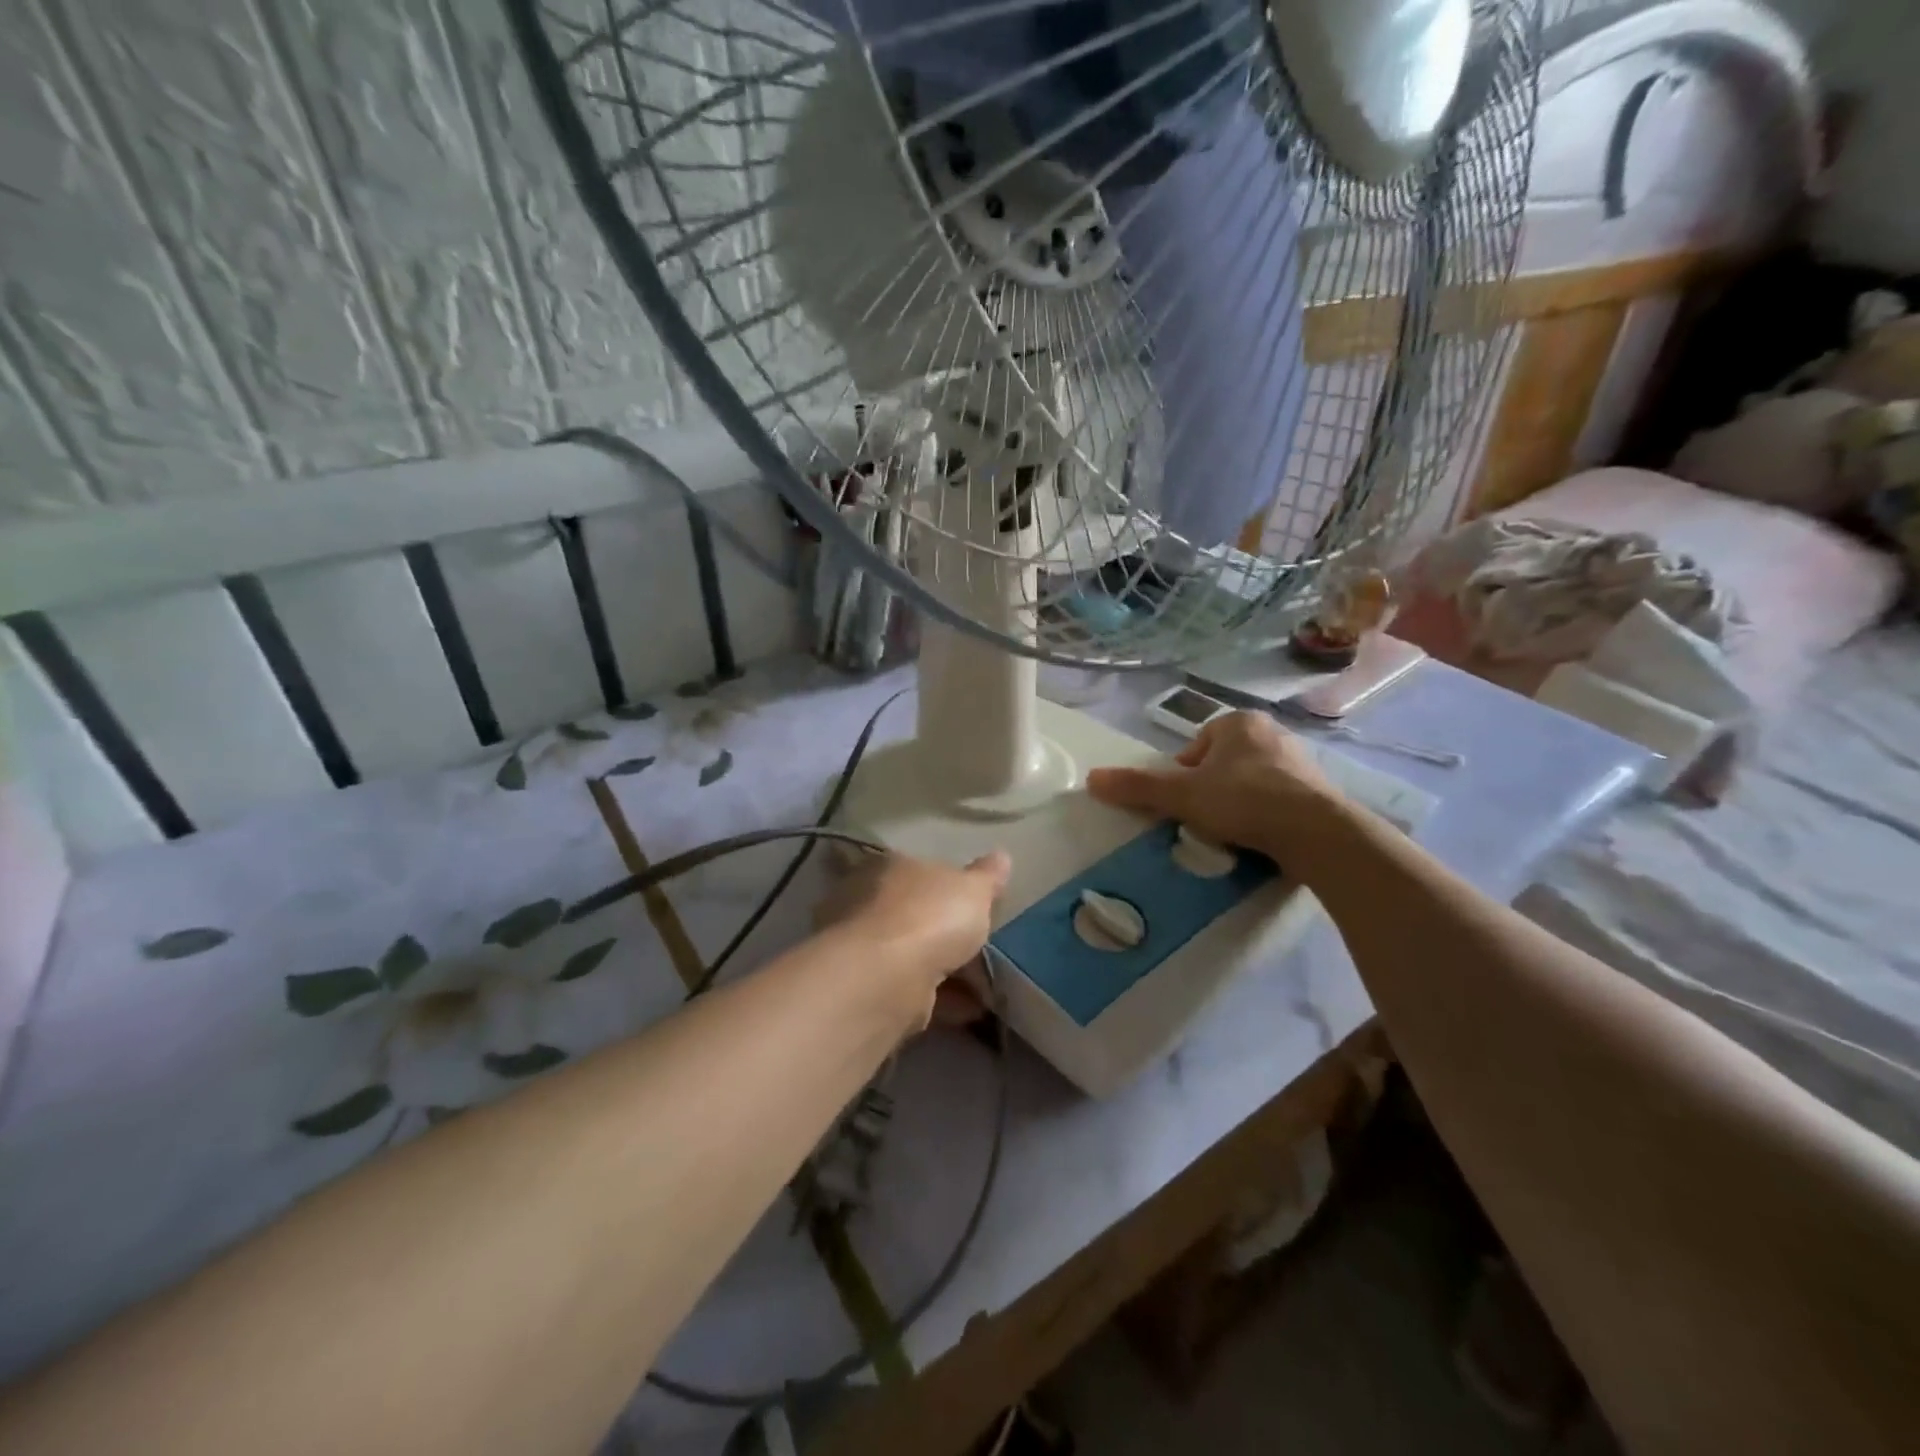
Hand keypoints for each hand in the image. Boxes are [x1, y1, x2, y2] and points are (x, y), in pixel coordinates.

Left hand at [814, 849, 1010, 1024]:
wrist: (885, 978)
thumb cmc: (930, 917)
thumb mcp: (973, 889)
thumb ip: (987, 877)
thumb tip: (1001, 856)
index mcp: (890, 867)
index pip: (921, 870)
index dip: (949, 888)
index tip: (975, 907)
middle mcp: (869, 902)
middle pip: (916, 915)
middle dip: (947, 933)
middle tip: (983, 950)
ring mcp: (866, 948)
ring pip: (914, 955)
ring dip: (948, 970)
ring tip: (987, 987)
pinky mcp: (870, 988)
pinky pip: (914, 989)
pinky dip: (942, 999)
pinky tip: (971, 1009)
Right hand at [1086, 711, 1346, 865]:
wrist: (1315, 831)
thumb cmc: (1243, 800)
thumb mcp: (1182, 795)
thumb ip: (1138, 787)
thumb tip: (1092, 779)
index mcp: (1239, 723)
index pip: (1198, 744)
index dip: (1184, 773)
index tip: (1184, 801)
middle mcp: (1272, 733)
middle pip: (1224, 761)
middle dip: (1212, 787)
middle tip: (1204, 817)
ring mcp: (1299, 761)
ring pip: (1252, 780)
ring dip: (1238, 801)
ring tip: (1231, 831)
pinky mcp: (1318, 791)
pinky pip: (1279, 798)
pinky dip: (1266, 814)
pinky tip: (1260, 836)